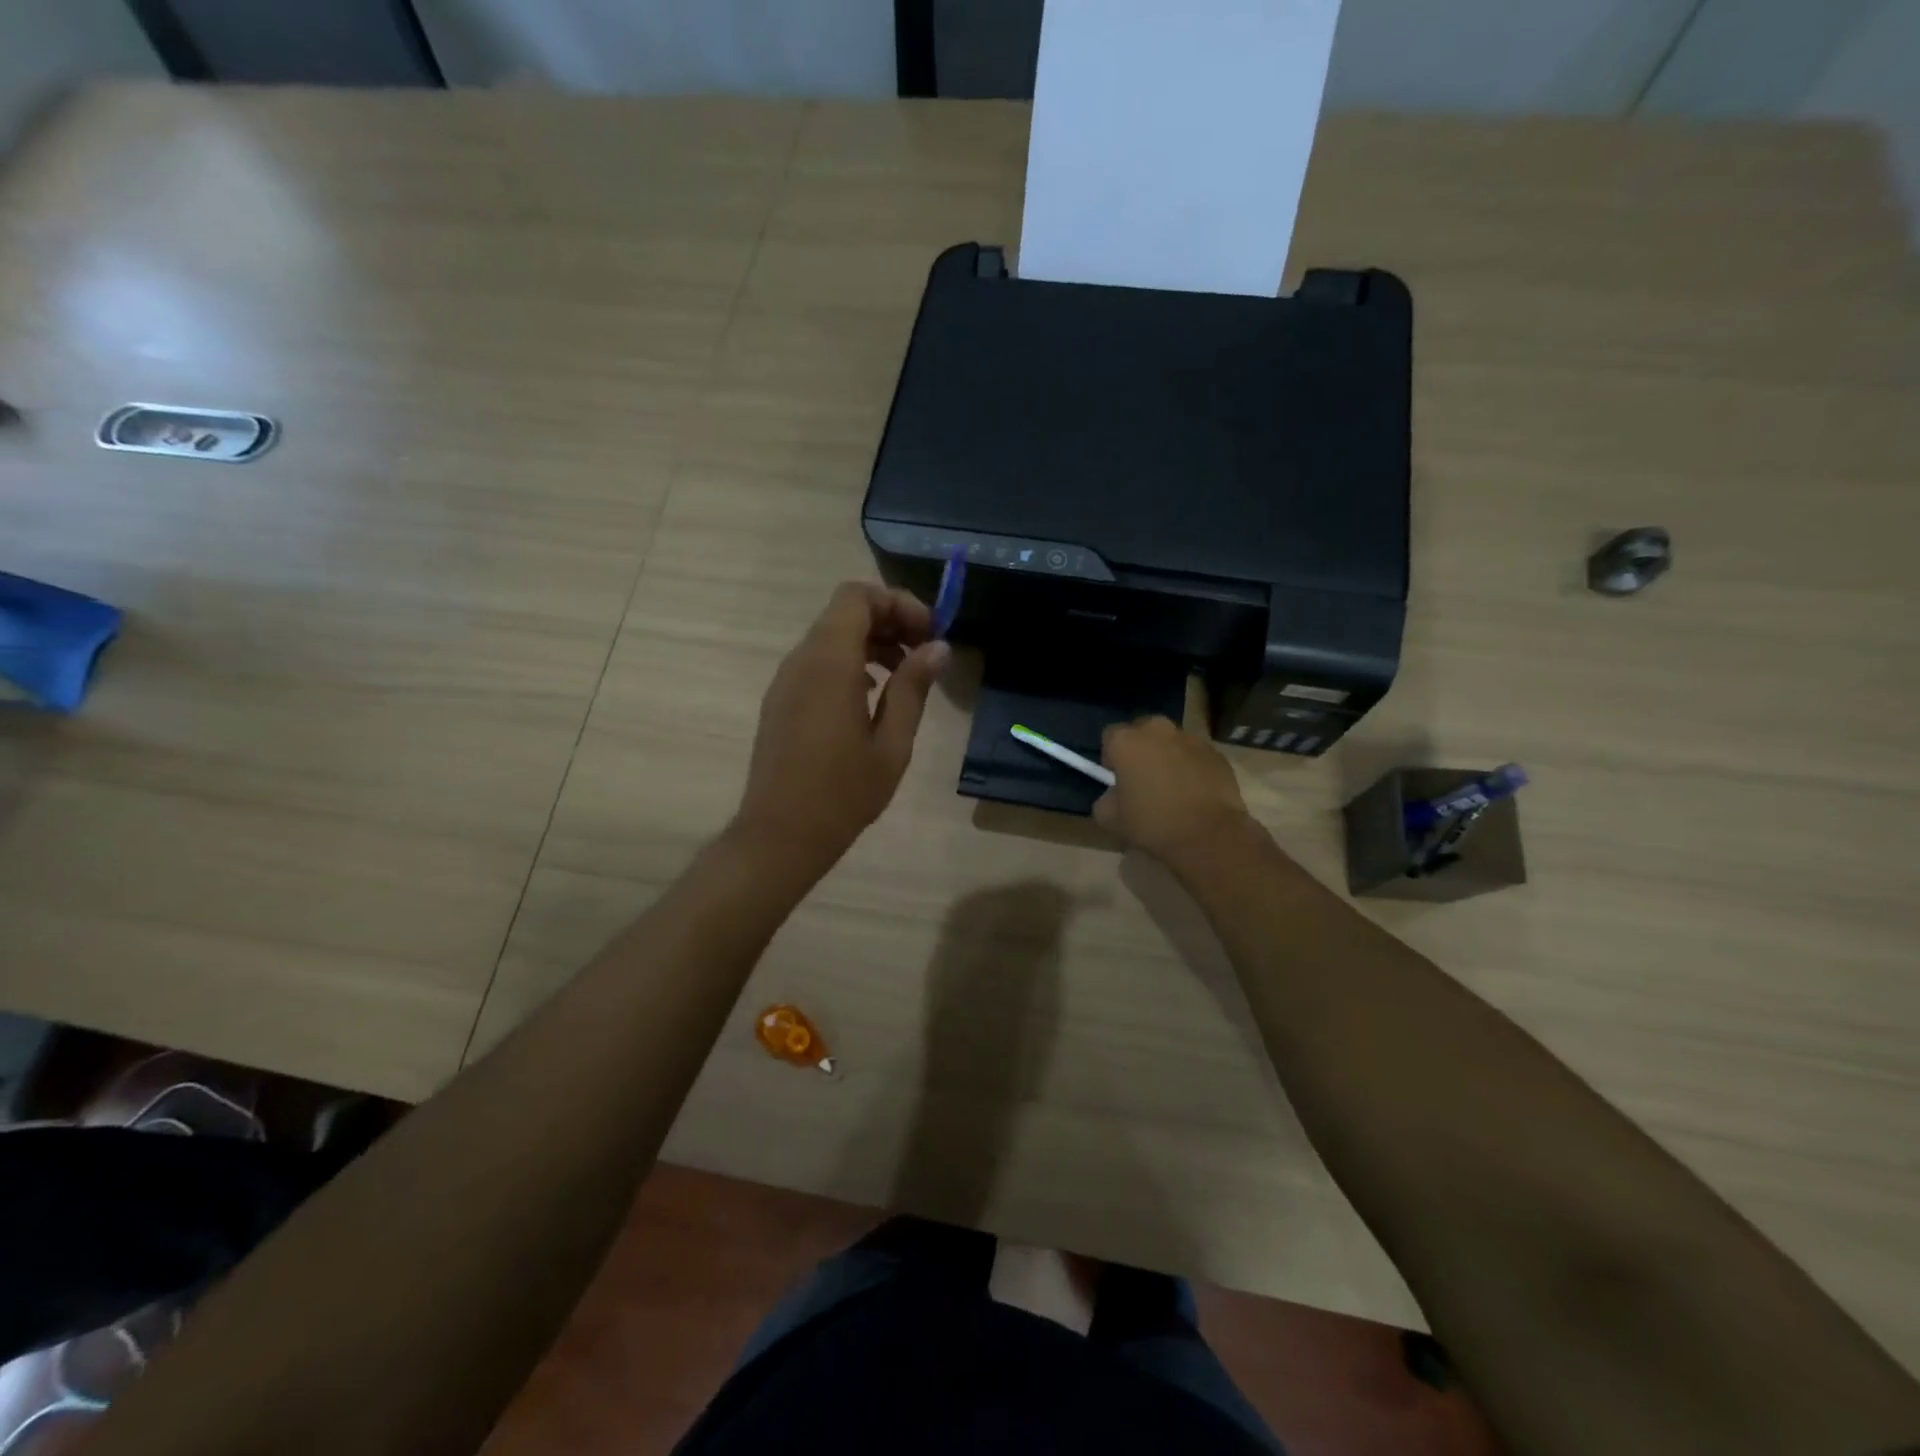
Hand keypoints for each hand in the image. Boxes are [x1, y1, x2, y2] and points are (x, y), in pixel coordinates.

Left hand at [733, 582, 949, 877]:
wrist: (780, 835)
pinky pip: (817, 662)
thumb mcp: (892, 743)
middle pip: (844, 612)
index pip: (858, 597)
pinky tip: (872, 696)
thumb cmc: (843, 793)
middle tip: (924, 651)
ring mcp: (786, 680)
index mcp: (830, 663)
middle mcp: (801, 660)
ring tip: (904, 674)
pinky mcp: (781, 700)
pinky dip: (848, 662)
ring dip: (870, 642)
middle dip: (888, 620)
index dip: (897, 603)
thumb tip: (938, 647)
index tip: (929, 632)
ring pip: (830, 636)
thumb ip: (913, 688)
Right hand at [1093, 716, 1252, 863]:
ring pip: (1171, 742)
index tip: (1117, 778)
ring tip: (1172, 787)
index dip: (1111, 756)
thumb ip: (1105, 799)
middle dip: (1140, 749)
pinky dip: (1192, 767)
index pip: (1110, 735)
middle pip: (1143, 731)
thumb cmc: (1153, 823)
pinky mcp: (1216, 754)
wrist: (1209, 836)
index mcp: (1127, 741)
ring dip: (1167, 756)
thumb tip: (1114, 795)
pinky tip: (1194, 793)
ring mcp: (1191, 739)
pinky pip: (1195, 756)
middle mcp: (1158, 730)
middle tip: (1143, 778)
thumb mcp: (1110, 819)